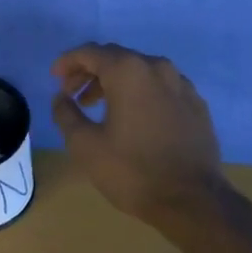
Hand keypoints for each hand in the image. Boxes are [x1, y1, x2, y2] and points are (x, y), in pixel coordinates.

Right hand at [51, 43, 228, 225]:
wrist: (192, 200)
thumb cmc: (132, 171)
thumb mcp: (85, 145)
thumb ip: (66, 114)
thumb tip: (61, 98)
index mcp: (129, 71)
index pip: (91, 52)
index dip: (68, 62)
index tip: (55, 77)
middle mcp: (158, 68)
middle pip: (117, 58)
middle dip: (90, 72)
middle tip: (72, 94)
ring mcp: (182, 85)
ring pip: (141, 72)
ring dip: (115, 83)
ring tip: (99, 107)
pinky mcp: (197, 104)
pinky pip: (162, 88)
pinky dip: (141, 93)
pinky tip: (134, 117)